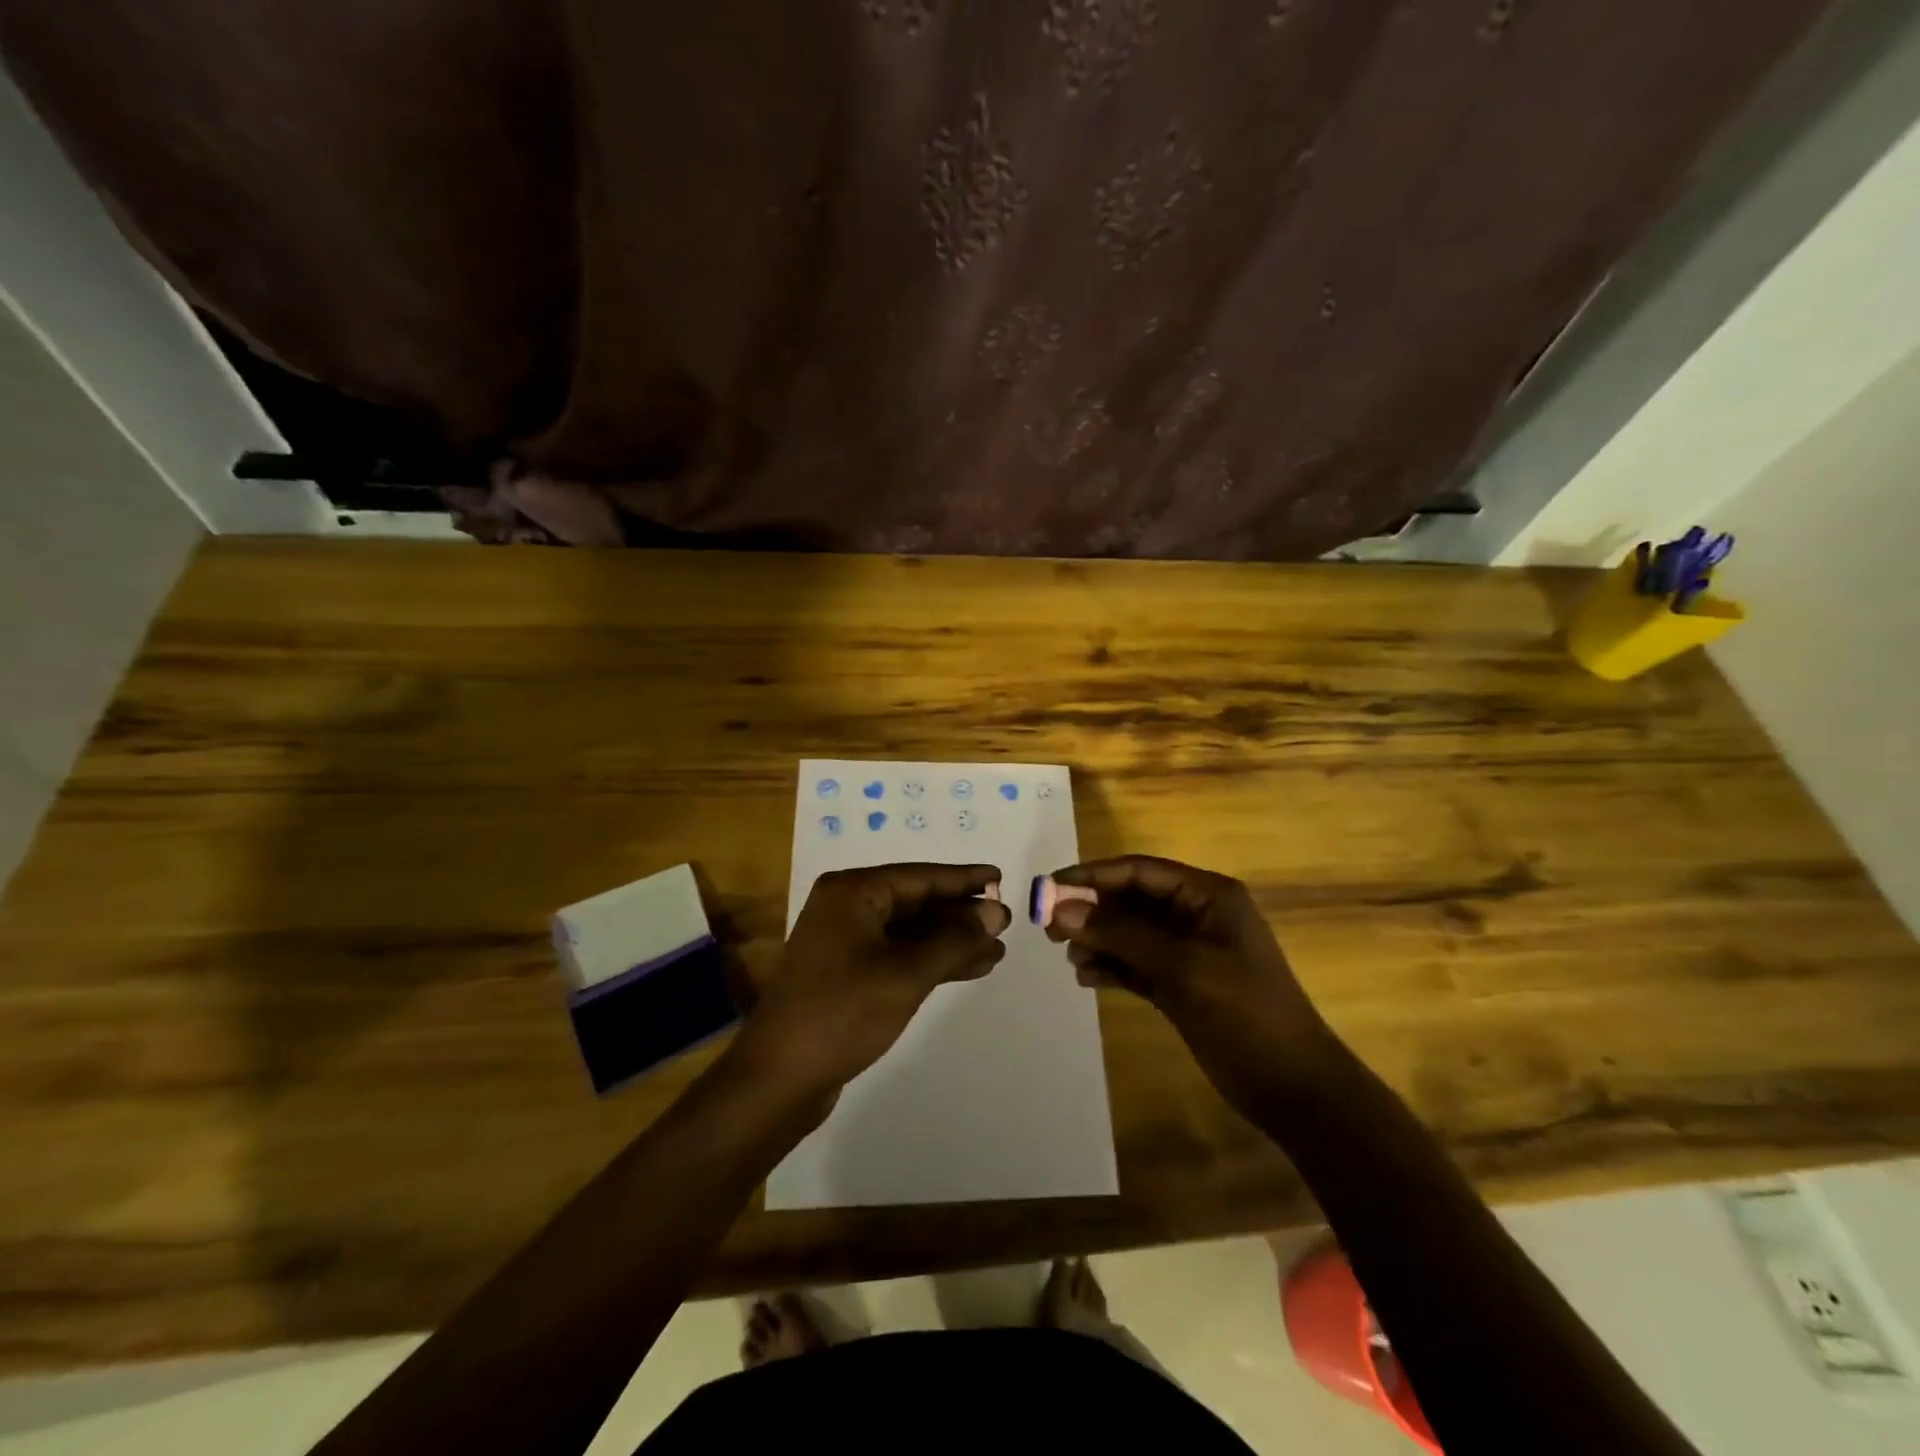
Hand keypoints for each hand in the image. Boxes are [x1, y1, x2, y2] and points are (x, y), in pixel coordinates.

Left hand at [731, 863, 1010, 1104]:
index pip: (920, 877)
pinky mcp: (848, 972)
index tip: (1001, 878)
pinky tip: (968, 969)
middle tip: (1005, 924)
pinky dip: (931, 961)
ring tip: (996, 952)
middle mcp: (847, 907)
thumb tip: (996, 912)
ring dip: (951, 942)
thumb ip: (955, 939)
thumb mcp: (907, 973)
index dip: (964, 879)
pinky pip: (898, 955)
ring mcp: (845, 941)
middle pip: (916, 902)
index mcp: (853, 892)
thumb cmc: (844, 1012)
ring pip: (910, 932)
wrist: (781, 1076)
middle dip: (961, 916)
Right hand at [1044, 855, 1337, 1110]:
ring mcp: (1187, 951)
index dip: (1092, 876)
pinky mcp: (1180, 983)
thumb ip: (1121, 935)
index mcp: (1207, 895)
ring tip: (1067, 956)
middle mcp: (1195, 915)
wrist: (1293, 1087)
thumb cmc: (1244, 1013)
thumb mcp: (1182, 967)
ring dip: (1097, 940)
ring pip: (1129, 932)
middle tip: (1049, 928)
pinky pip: (1135, 963)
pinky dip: (1111, 967)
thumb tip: (1062, 910)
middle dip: (1091, 911)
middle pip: (1131, 900)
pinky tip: (1086, 978)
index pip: (1139, 871)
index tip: (1049, 887)